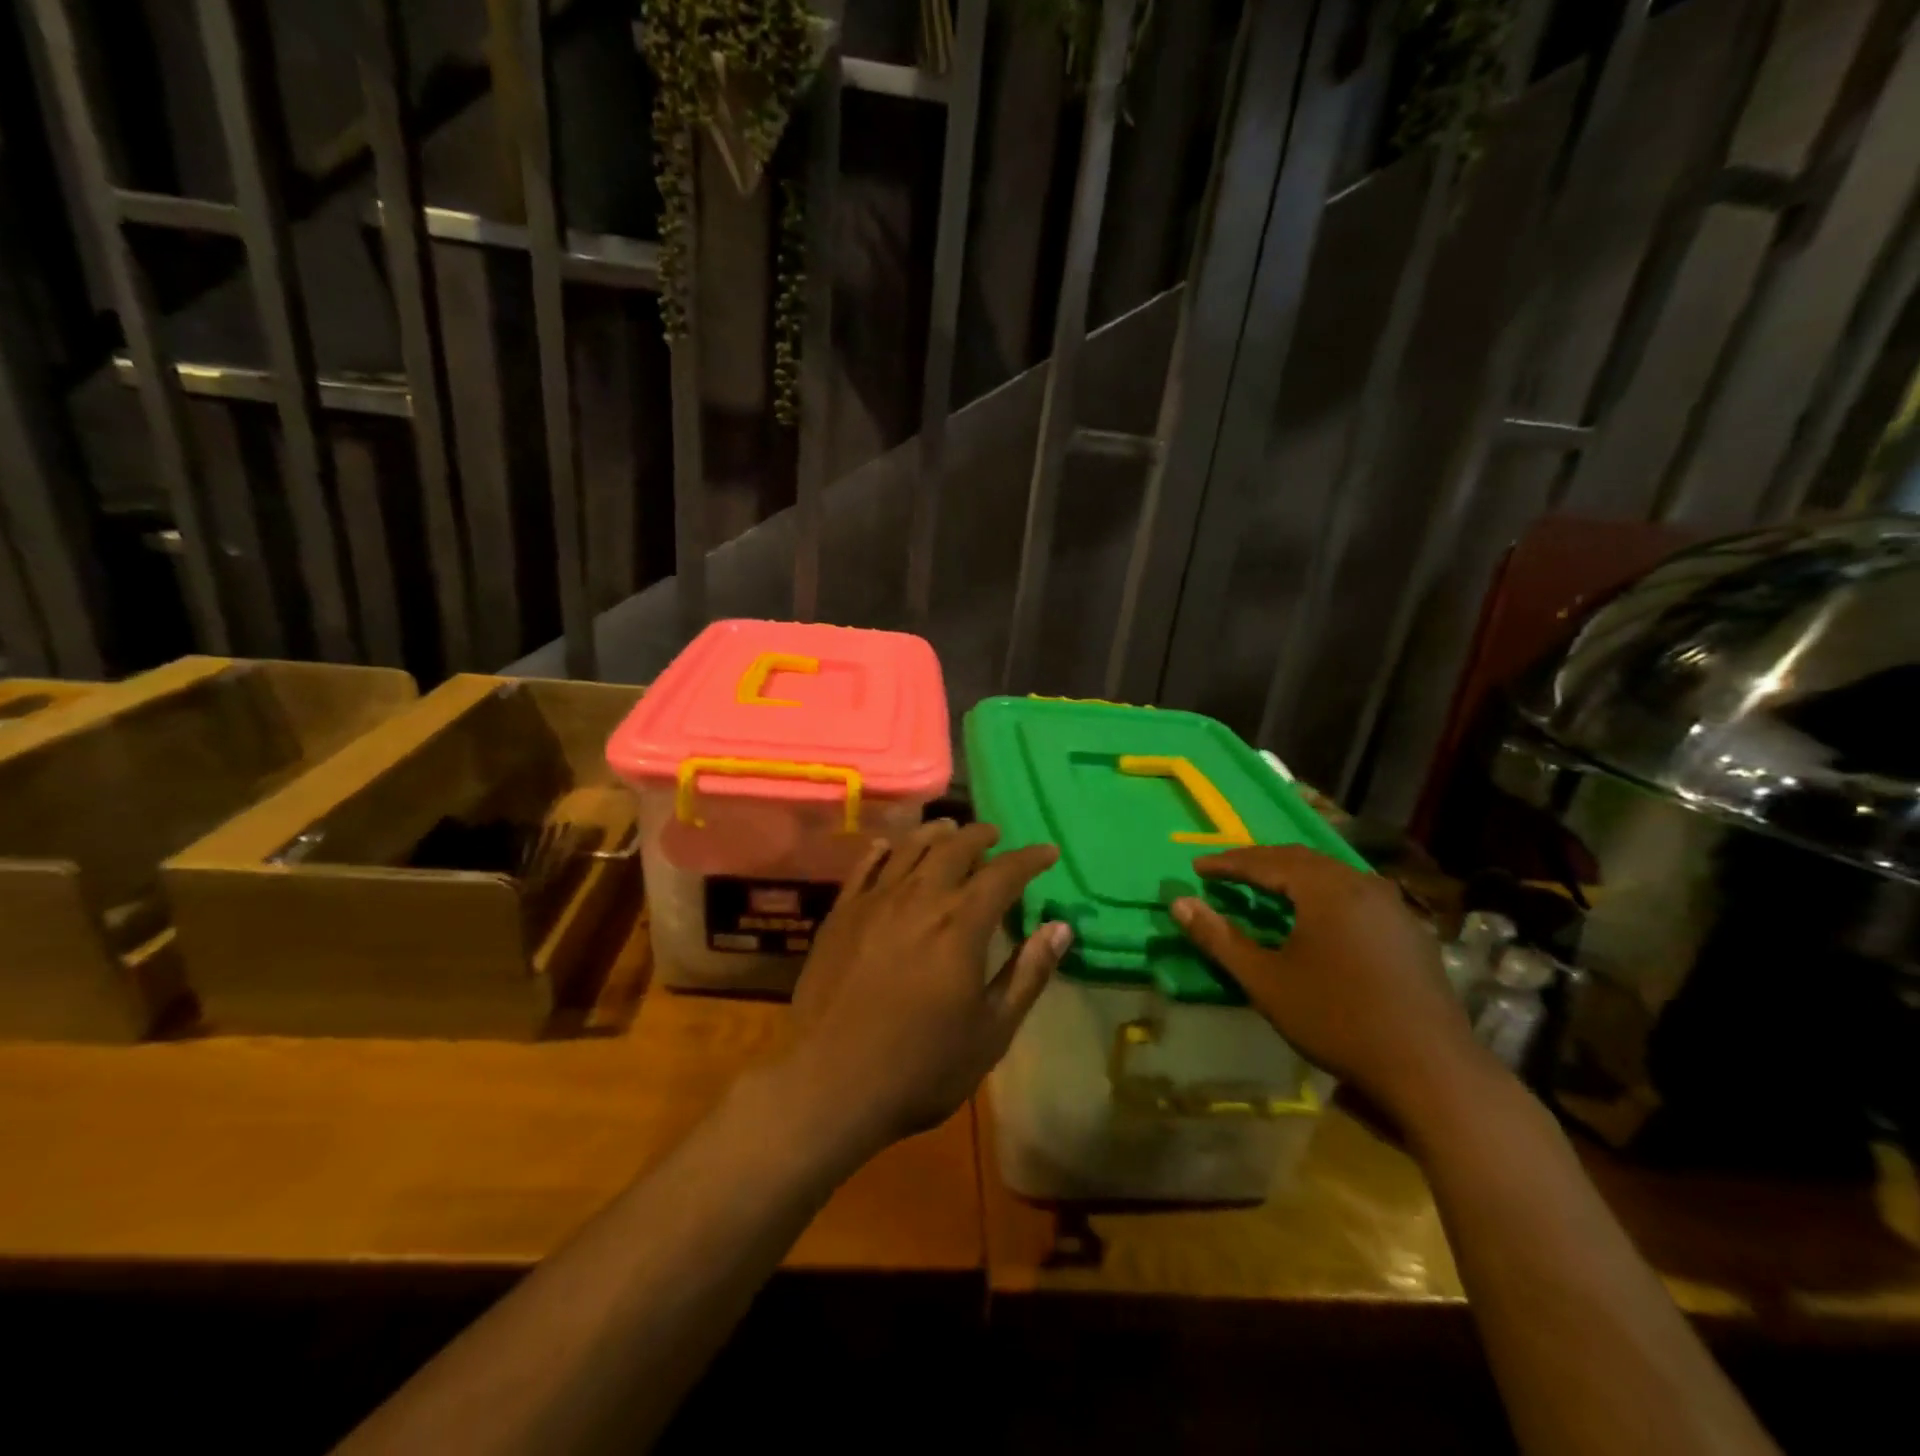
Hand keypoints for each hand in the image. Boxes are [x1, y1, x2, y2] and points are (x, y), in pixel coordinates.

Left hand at [782, 820, 1071, 1155]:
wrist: (829, 1085)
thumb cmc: (921, 1067)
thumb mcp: (991, 1032)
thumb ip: (1027, 974)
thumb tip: (1061, 927)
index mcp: (961, 924)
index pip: (1003, 873)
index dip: (1029, 858)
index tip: (1047, 851)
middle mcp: (919, 898)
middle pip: (954, 848)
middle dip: (980, 836)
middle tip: (995, 835)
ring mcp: (874, 902)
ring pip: (909, 848)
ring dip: (935, 833)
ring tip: (948, 829)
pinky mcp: (841, 915)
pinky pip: (864, 867)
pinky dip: (883, 850)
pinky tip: (888, 846)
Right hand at [1170, 845, 1481, 1121]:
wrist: (1430, 1067)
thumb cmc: (1337, 1018)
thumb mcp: (1266, 980)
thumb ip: (1219, 938)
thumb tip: (1178, 903)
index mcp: (1324, 888)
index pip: (1265, 861)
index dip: (1226, 863)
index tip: (1196, 868)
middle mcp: (1360, 883)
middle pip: (1299, 859)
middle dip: (1258, 862)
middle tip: (1225, 871)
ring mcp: (1391, 904)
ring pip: (1330, 874)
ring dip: (1291, 876)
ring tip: (1263, 887)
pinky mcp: (1408, 929)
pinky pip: (1353, 893)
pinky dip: (1321, 893)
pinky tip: (1314, 915)